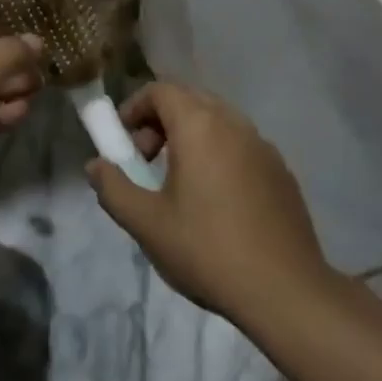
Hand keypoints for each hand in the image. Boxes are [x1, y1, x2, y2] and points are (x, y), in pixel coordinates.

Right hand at [86, 82, 331, 321]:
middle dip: (160, 121)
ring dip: (190, 137)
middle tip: (147, 161)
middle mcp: (234, 123)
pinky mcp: (281, 170)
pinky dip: (219, 154)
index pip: (161, 90)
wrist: (286, 290)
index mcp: (199, 126)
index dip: (135, 108)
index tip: (124, 143)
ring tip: (179, 182)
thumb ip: (113, 189)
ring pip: (218, 121)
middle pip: (190, 100)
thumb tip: (95, 166)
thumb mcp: (147, 224)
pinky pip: (241, 145)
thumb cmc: (208, 250)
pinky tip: (217, 201)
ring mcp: (263, 145)